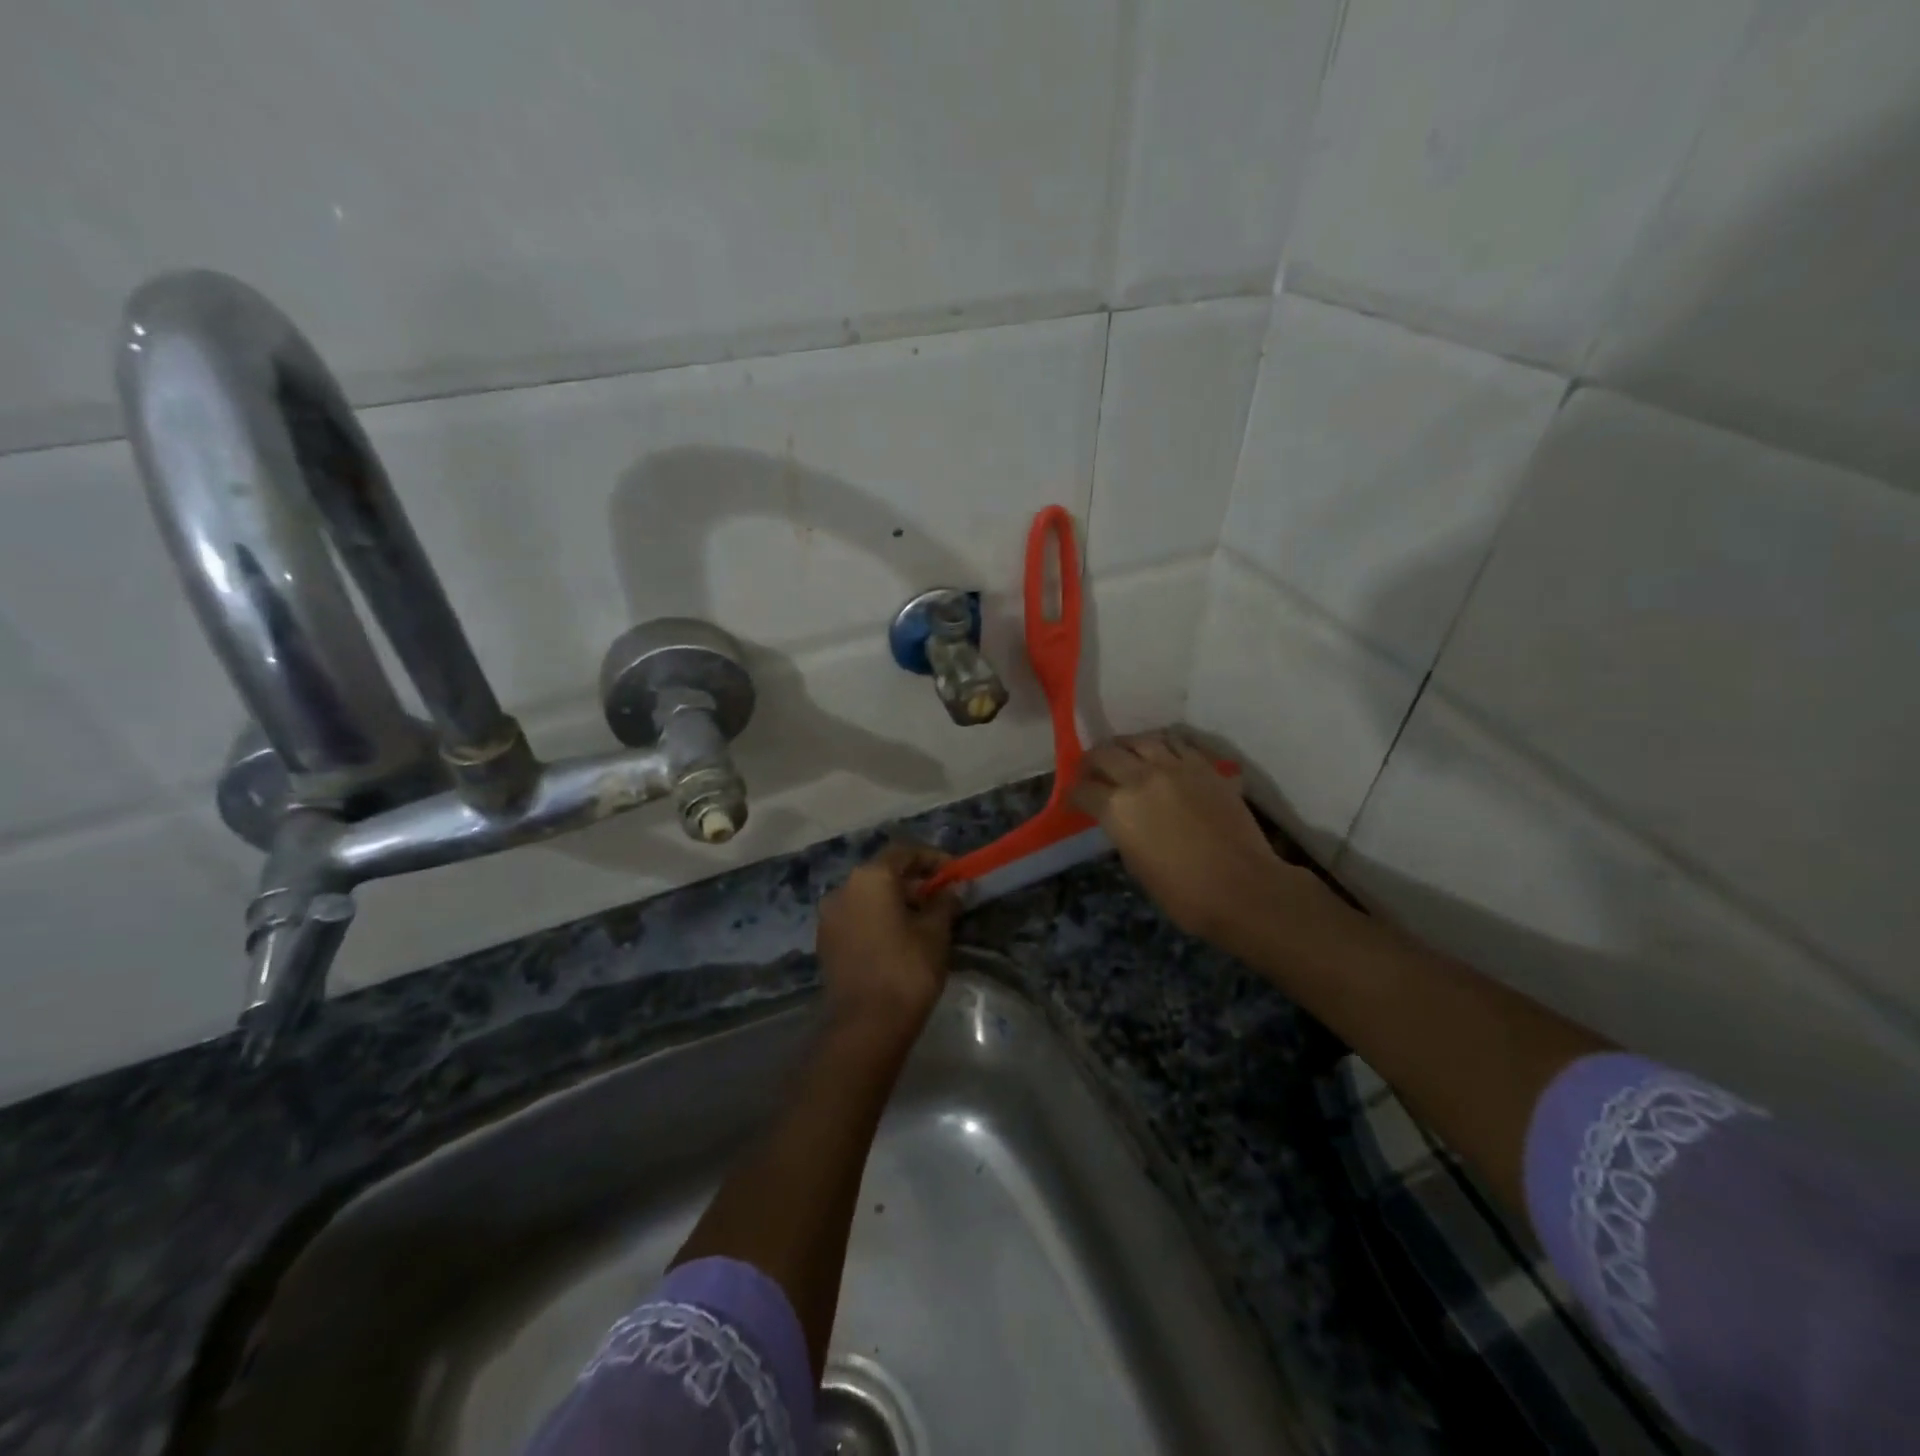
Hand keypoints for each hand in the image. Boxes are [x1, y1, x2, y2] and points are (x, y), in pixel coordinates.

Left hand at [817, 843, 959, 1037]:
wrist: (865, 1026)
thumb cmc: (906, 970)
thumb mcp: (935, 933)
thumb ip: (944, 903)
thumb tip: (951, 890)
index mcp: (870, 877)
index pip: (904, 852)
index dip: (932, 858)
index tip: (955, 873)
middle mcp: (843, 888)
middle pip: (883, 872)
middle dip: (914, 881)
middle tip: (943, 897)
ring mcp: (830, 916)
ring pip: (868, 896)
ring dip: (895, 901)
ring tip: (925, 919)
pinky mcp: (826, 942)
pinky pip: (857, 917)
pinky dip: (878, 918)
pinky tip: (900, 937)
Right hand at [1070, 733, 1289, 945]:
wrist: (1243, 888)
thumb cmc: (1184, 893)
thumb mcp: (1137, 865)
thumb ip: (1123, 832)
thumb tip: (1120, 819)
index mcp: (1117, 809)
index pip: (1083, 790)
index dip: (1074, 794)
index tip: (1075, 799)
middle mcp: (1140, 779)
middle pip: (1105, 754)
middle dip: (1092, 761)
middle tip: (1090, 770)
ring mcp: (1175, 768)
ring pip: (1141, 740)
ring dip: (1126, 746)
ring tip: (1124, 753)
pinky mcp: (1205, 767)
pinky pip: (1177, 743)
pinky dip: (1162, 744)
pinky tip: (1161, 752)